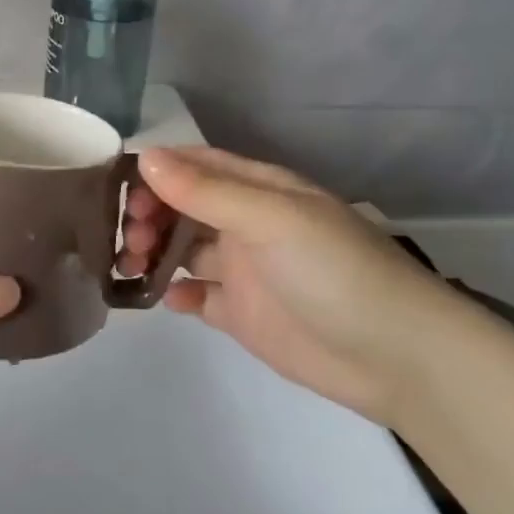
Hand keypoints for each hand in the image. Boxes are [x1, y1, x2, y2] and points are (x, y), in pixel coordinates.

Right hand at [119, 147, 494, 424]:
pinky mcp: (244, 315)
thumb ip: (208, 192)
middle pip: (184, 206)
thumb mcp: (273, 220)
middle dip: (150, 214)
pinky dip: (178, 293)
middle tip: (129, 237)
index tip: (117, 189)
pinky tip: (170, 301)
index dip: (156, 171)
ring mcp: (246, 270)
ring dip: (155, 251)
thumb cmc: (336, 272)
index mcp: (260, 190)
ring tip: (134, 265)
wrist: (396, 357)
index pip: (197, 165)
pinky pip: (199, 296)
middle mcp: (248, 224)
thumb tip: (145, 157)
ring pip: (185, 249)